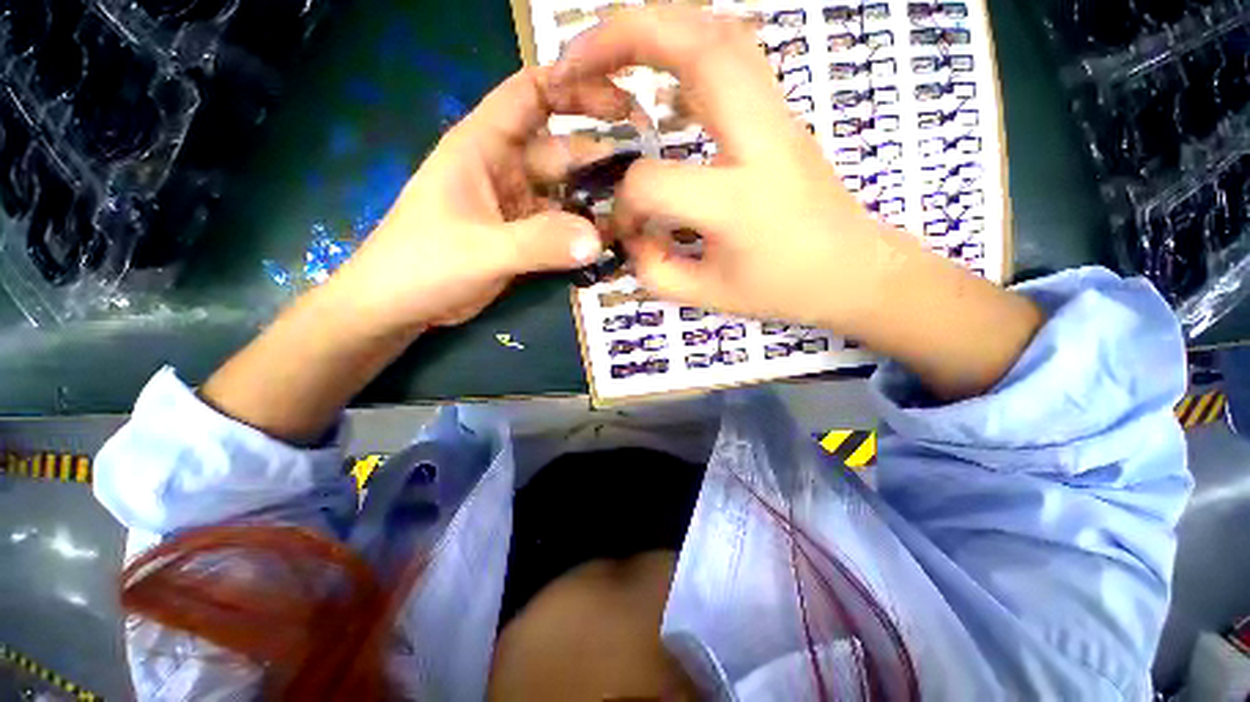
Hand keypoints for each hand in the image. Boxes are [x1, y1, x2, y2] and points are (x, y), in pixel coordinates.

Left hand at [327, 66, 632, 332]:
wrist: (400, 306)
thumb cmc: (423, 264)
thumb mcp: (481, 250)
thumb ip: (539, 244)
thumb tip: (598, 241)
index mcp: (484, 146)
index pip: (531, 93)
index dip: (574, 84)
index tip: (621, 98)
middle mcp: (506, 169)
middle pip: (563, 151)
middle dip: (602, 158)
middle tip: (646, 177)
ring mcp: (518, 206)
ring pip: (567, 194)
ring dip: (597, 204)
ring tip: (635, 217)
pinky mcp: (525, 237)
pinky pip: (563, 228)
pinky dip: (584, 235)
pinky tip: (610, 245)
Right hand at [550, 7, 912, 331]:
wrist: (854, 270)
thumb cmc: (782, 290)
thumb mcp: (708, 297)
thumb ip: (655, 269)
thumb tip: (630, 233)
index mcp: (737, 201)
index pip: (653, 182)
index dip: (625, 207)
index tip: (626, 231)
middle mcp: (761, 141)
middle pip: (696, 45)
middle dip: (622, 36)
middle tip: (574, 62)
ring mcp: (778, 116)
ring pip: (718, 33)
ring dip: (654, 27)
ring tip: (607, 53)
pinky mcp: (781, 114)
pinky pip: (732, 57)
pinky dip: (685, 48)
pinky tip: (661, 81)